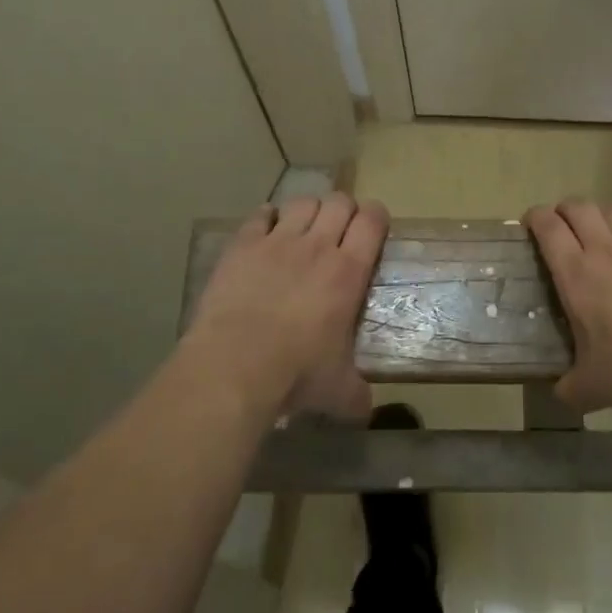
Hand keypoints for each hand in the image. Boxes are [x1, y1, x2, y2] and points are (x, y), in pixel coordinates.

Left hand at [187, 193, 386, 421]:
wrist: (235, 365)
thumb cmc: (295, 374)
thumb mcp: (338, 390)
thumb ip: (356, 395)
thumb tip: (365, 411)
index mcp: (348, 272)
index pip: (372, 221)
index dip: (376, 216)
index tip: (374, 226)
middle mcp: (317, 246)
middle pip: (339, 202)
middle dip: (343, 210)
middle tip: (340, 230)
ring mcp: (278, 241)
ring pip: (303, 202)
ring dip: (309, 211)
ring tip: (304, 229)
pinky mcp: (243, 245)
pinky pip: (260, 215)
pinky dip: (267, 218)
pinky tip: (266, 232)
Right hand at [525, 200, 611, 412]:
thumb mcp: (593, 387)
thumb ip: (572, 388)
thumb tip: (561, 394)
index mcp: (576, 275)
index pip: (548, 228)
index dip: (536, 217)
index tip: (531, 223)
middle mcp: (604, 249)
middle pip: (578, 208)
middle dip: (565, 210)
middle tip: (563, 225)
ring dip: (600, 214)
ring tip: (600, 228)